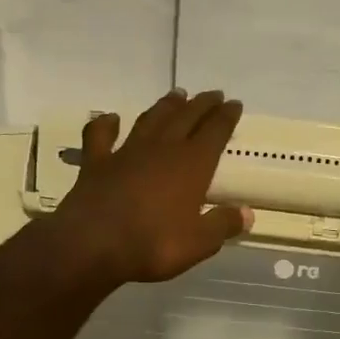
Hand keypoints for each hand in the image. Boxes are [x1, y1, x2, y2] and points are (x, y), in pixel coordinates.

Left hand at [46, 88, 252, 286]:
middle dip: (201, 105)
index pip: (215, 132)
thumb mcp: (199, 242)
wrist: (93, 244)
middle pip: (186, 118)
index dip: (226, 117)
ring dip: (165, 106)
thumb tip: (247, 214)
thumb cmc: (153, 244)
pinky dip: (105, 125)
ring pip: (150, 120)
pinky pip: (100, 136)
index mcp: (192, 165)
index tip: (234, 104)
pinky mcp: (96, 163)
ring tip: (176, 95)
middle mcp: (162, 150)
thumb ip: (223, 225)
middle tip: (212, 94)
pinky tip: (111, 118)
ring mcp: (126, 153)